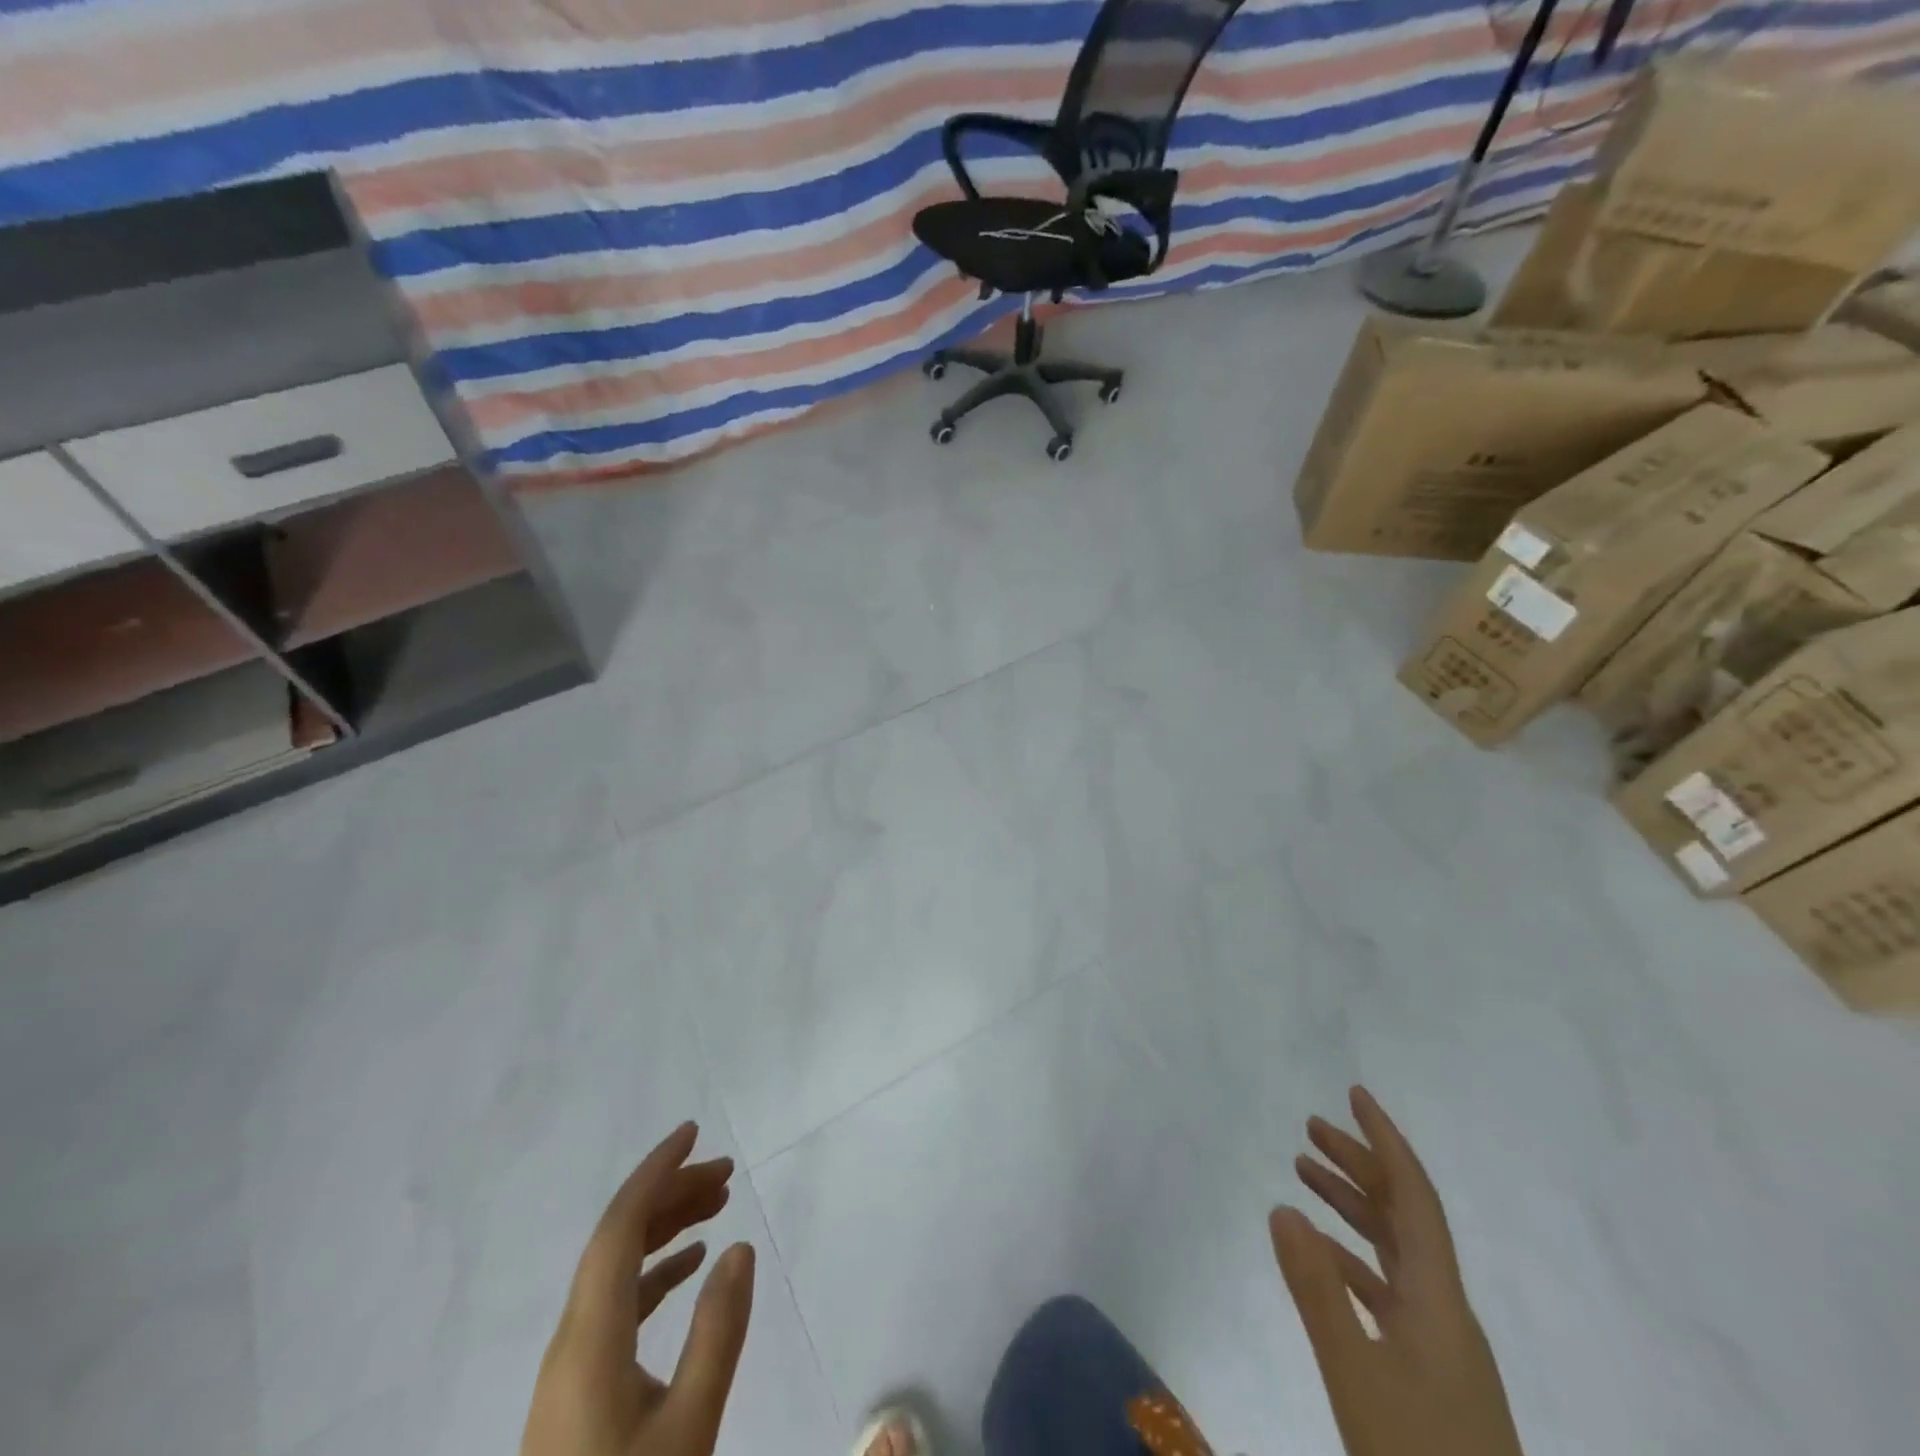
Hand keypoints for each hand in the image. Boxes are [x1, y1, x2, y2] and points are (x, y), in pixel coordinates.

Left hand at [522, 1122, 756, 1455]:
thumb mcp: (690, 1428)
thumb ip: (718, 1332)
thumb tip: (741, 1247)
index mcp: (589, 1339)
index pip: (619, 1226)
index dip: (655, 1172)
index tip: (694, 1133)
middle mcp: (571, 1340)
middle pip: (617, 1240)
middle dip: (671, 1193)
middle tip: (728, 1172)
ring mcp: (570, 1368)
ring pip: (617, 1270)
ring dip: (665, 1230)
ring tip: (719, 1206)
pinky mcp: (577, 1393)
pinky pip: (617, 1305)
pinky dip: (655, 1272)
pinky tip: (691, 1269)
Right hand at [1269, 1087, 1523, 1455]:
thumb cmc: (1418, 1454)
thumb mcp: (1356, 1375)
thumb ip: (1317, 1290)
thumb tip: (1282, 1206)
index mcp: (1440, 1301)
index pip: (1416, 1197)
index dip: (1386, 1141)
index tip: (1355, 1095)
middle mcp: (1446, 1310)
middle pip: (1405, 1216)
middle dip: (1360, 1164)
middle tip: (1311, 1128)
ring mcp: (1441, 1344)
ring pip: (1394, 1250)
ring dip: (1352, 1206)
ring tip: (1303, 1172)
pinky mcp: (1430, 1372)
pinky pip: (1387, 1289)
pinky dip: (1351, 1257)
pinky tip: (1320, 1254)